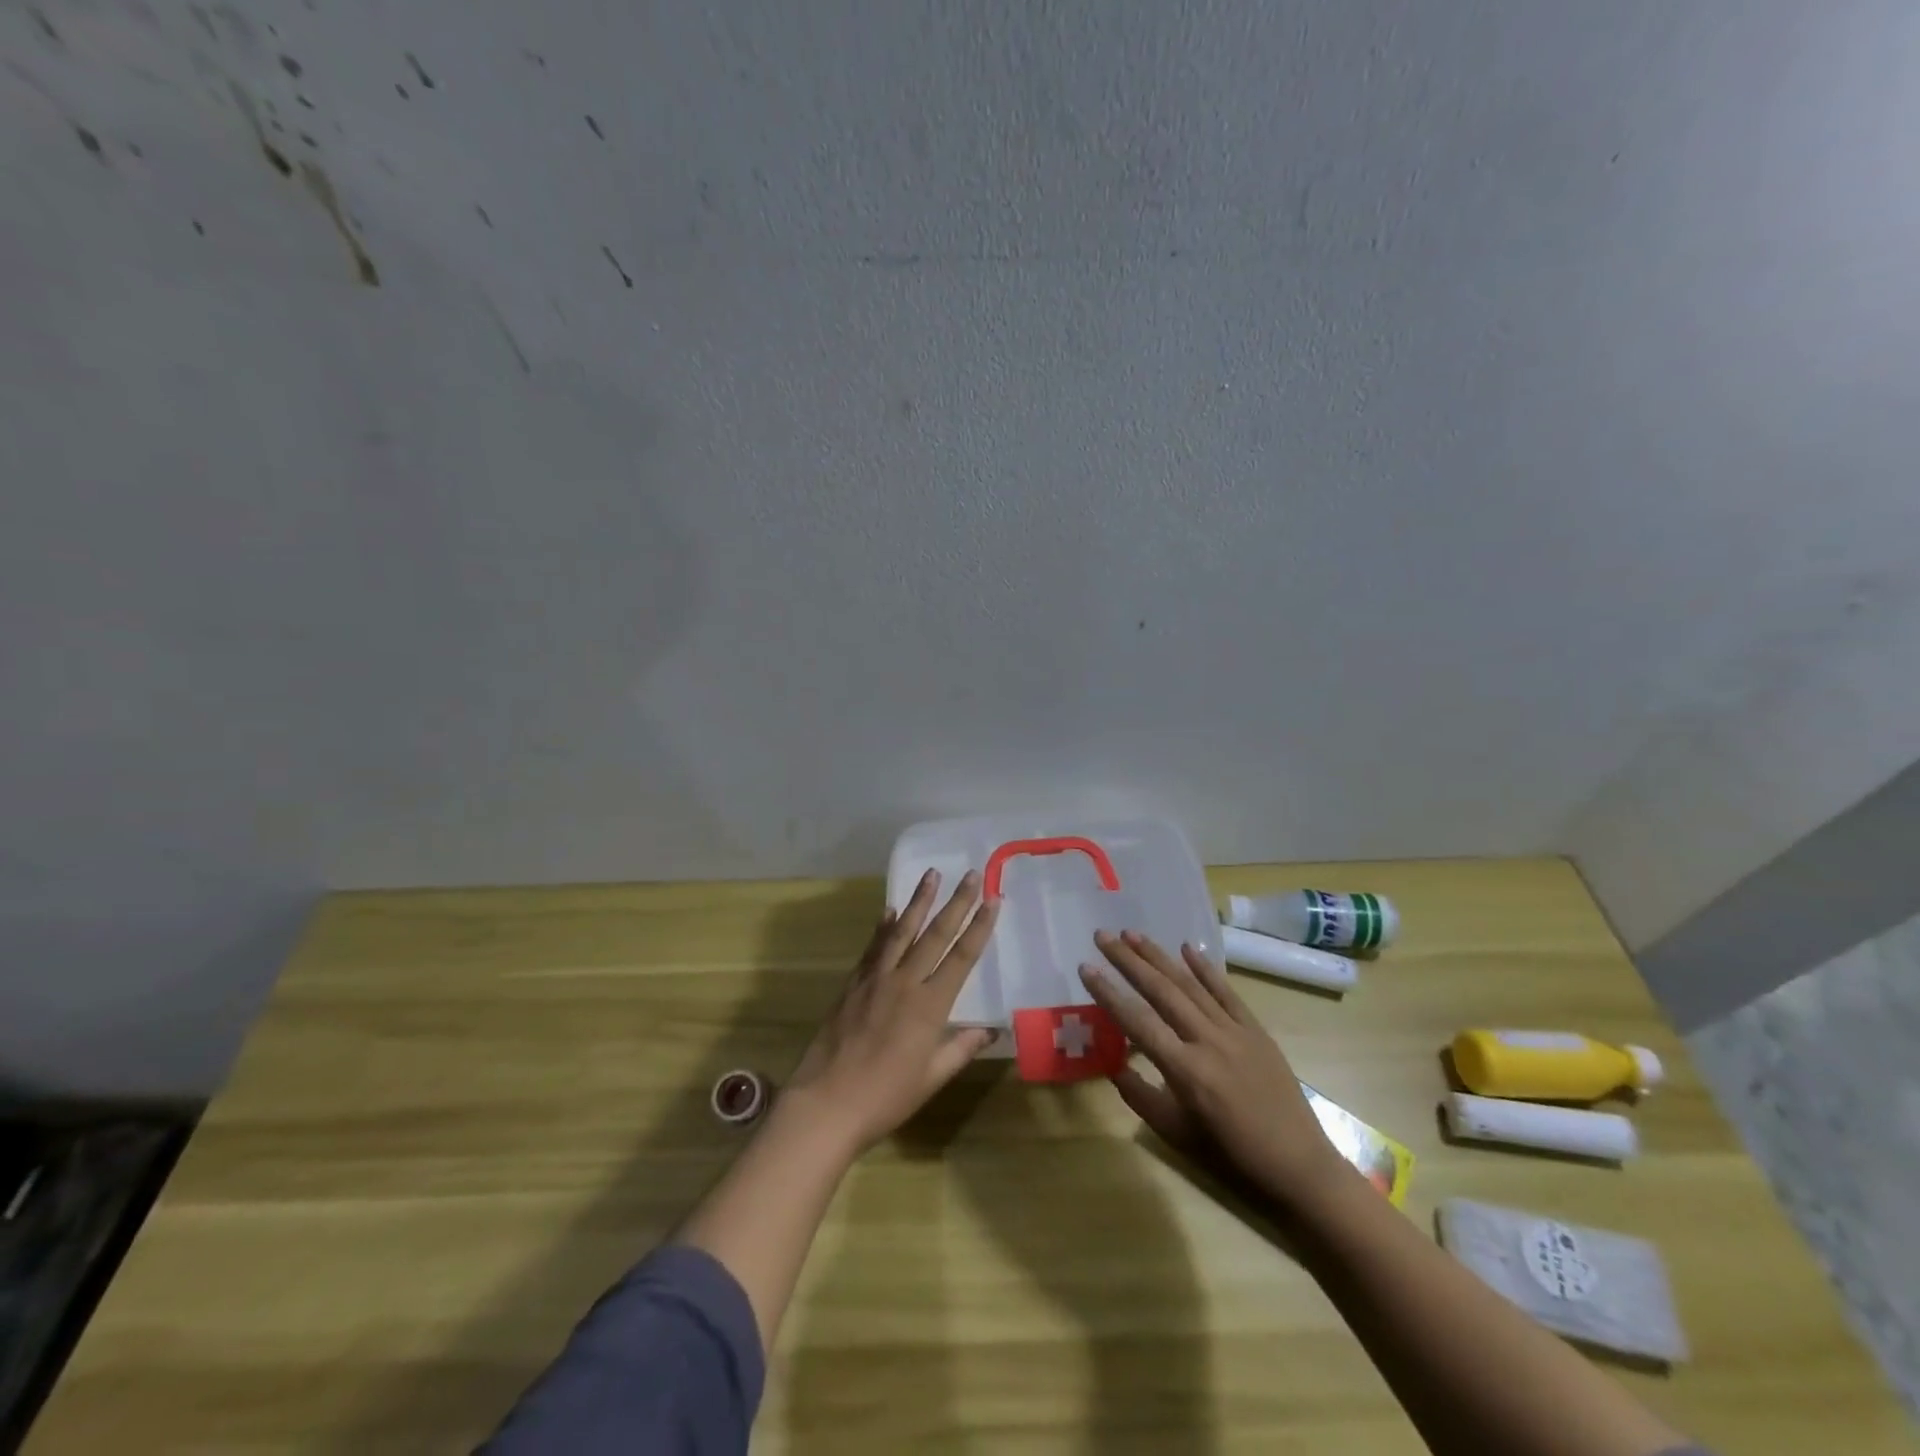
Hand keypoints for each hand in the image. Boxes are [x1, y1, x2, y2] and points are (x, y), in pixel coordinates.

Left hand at [783, 868, 999, 1154]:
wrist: (826, 1102)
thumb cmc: (886, 1097)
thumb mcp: (932, 1077)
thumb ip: (960, 1048)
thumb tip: (989, 1030)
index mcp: (930, 1005)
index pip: (962, 957)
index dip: (979, 926)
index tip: (993, 899)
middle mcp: (905, 982)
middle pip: (935, 934)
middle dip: (956, 902)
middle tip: (971, 874)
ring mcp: (876, 979)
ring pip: (902, 931)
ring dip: (919, 901)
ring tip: (932, 874)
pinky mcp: (853, 983)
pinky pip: (873, 947)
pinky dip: (883, 926)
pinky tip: (890, 911)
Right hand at [1080, 931, 1354, 1215]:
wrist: (1298, 1165)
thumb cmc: (1231, 1155)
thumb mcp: (1176, 1133)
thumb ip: (1140, 1096)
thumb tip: (1114, 1064)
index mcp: (1185, 1070)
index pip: (1137, 1021)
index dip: (1108, 993)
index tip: (1085, 967)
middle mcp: (1207, 1041)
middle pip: (1161, 991)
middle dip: (1129, 961)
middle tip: (1103, 936)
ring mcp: (1234, 1031)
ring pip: (1190, 985)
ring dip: (1160, 956)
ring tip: (1133, 934)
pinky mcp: (1255, 1030)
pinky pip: (1227, 993)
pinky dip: (1206, 969)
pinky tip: (1188, 947)